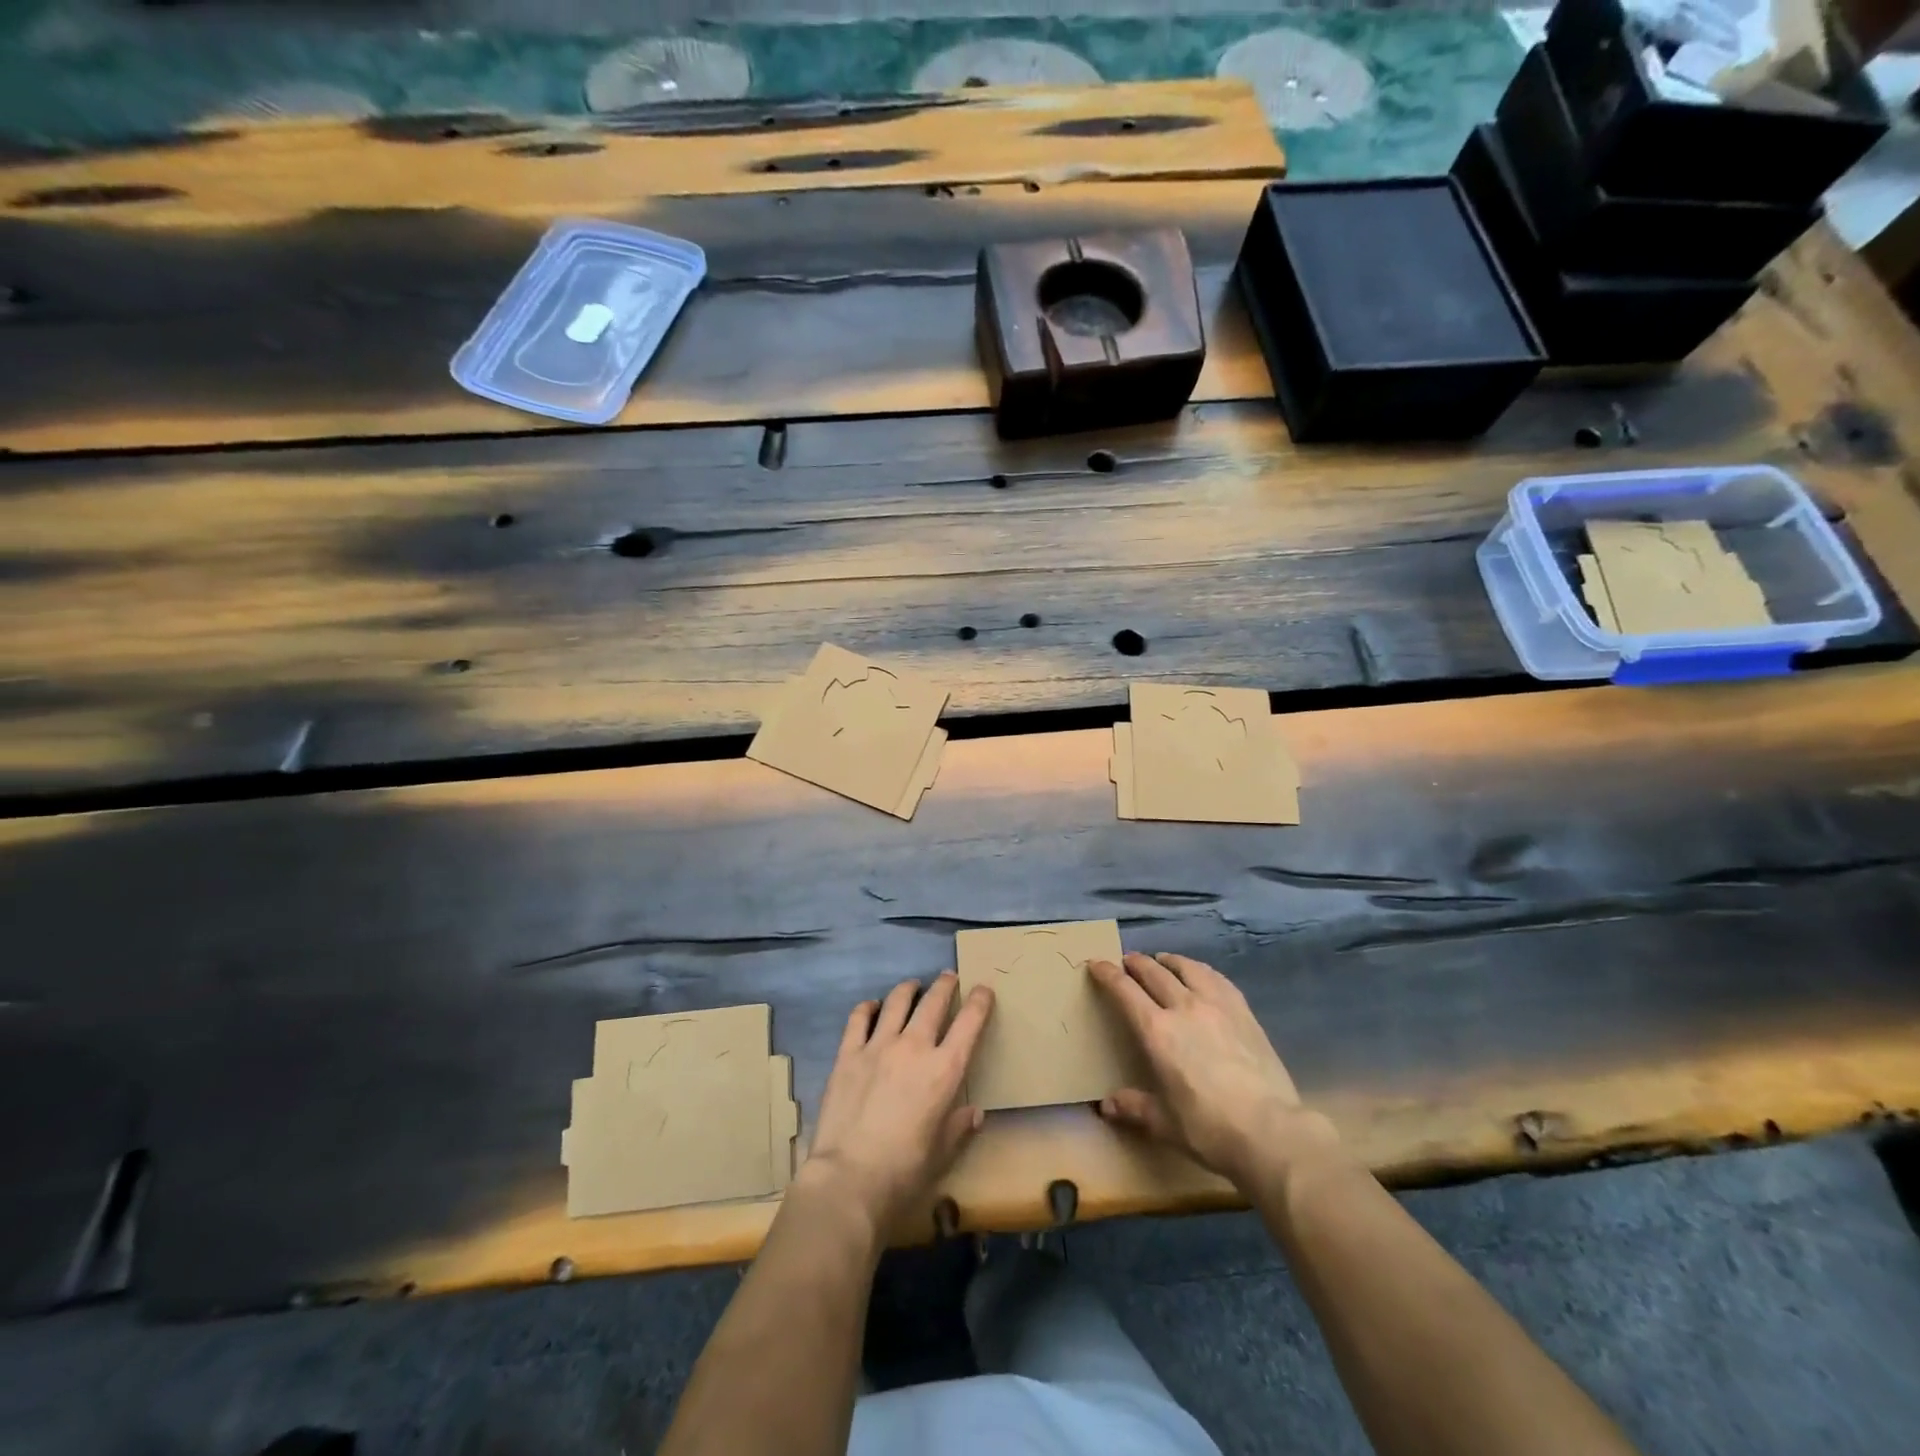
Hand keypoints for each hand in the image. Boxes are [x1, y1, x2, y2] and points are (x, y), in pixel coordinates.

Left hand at [800, 972, 994, 1231]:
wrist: (849, 1177)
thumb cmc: (904, 1171)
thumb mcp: (942, 1153)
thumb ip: (959, 1127)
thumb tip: (974, 1113)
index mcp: (945, 1070)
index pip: (969, 1023)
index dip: (979, 1002)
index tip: (983, 989)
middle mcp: (914, 1047)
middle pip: (933, 1002)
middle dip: (944, 986)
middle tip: (948, 977)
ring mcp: (878, 1046)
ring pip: (897, 1001)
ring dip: (909, 989)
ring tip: (912, 986)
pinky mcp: (848, 1054)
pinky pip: (859, 1018)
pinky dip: (868, 1007)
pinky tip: (871, 1007)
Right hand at [1091, 952, 1339, 1189]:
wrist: (1270, 1130)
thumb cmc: (1208, 1128)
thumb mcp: (1164, 1123)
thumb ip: (1134, 1107)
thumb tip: (1106, 1105)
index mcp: (1156, 1031)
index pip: (1125, 991)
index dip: (1108, 974)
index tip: (1097, 963)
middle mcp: (1183, 1008)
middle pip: (1154, 972)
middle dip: (1136, 963)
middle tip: (1127, 960)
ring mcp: (1217, 1006)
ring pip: (1187, 968)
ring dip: (1169, 961)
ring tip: (1162, 960)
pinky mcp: (1244, 1012)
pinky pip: (1217, 979)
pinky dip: (1202, 970)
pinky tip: (1202, 975)